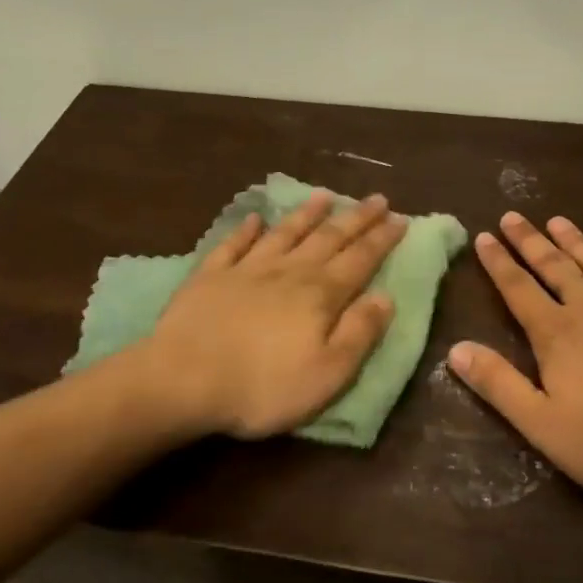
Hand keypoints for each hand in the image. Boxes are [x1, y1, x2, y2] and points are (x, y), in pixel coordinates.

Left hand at [141, 191, 406, 439]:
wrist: (183, 381)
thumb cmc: (263, 386)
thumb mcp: (328, 373)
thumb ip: (359, 333)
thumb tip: (386, 297)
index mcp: (320, 295)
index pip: (360, 260)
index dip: (382, 239)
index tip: (400, 218)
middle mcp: (288, 272)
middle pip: (328, 238)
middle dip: (355, 218)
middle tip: (376, 199)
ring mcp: (246, 270)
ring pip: (285, 233)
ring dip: (307, 214)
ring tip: (324, 196)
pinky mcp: (210, 277)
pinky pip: (234, 244)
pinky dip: (247, 230)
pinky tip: (256, 218)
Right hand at [448, 213, 582, 504]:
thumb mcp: (544, 425)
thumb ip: (499, 385)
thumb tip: (455, 349)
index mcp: (558, 335)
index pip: (519, 290)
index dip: (498, 263)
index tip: (483, 236)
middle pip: (555, 268)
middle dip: (530, 241)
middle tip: (513, 216)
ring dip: (574, 242)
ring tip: (557, 221)